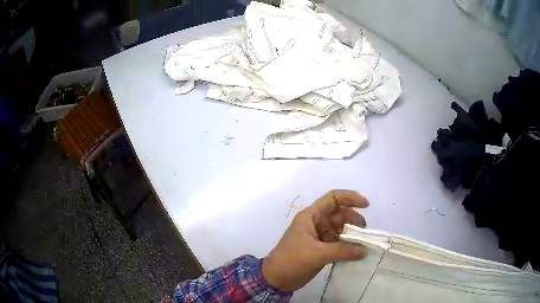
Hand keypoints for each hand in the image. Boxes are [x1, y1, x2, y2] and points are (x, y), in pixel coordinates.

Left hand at [262, 190, 368, 291]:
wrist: (276, 279)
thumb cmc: (292, 261)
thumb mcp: (317, 254)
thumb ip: (342, 251)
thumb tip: (365, 250)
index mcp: (311, 216)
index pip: (333, 198)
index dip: (350, 197)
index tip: (367, 205)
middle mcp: (316, 223)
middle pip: (339, 214)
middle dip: (354, 220)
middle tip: (364, 233)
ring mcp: (319, 236)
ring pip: (340, 228)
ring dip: (352, 234)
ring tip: (362, 244)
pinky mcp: (321, 248)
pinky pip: (338, 242)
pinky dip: (347, 246)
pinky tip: (356, 252)